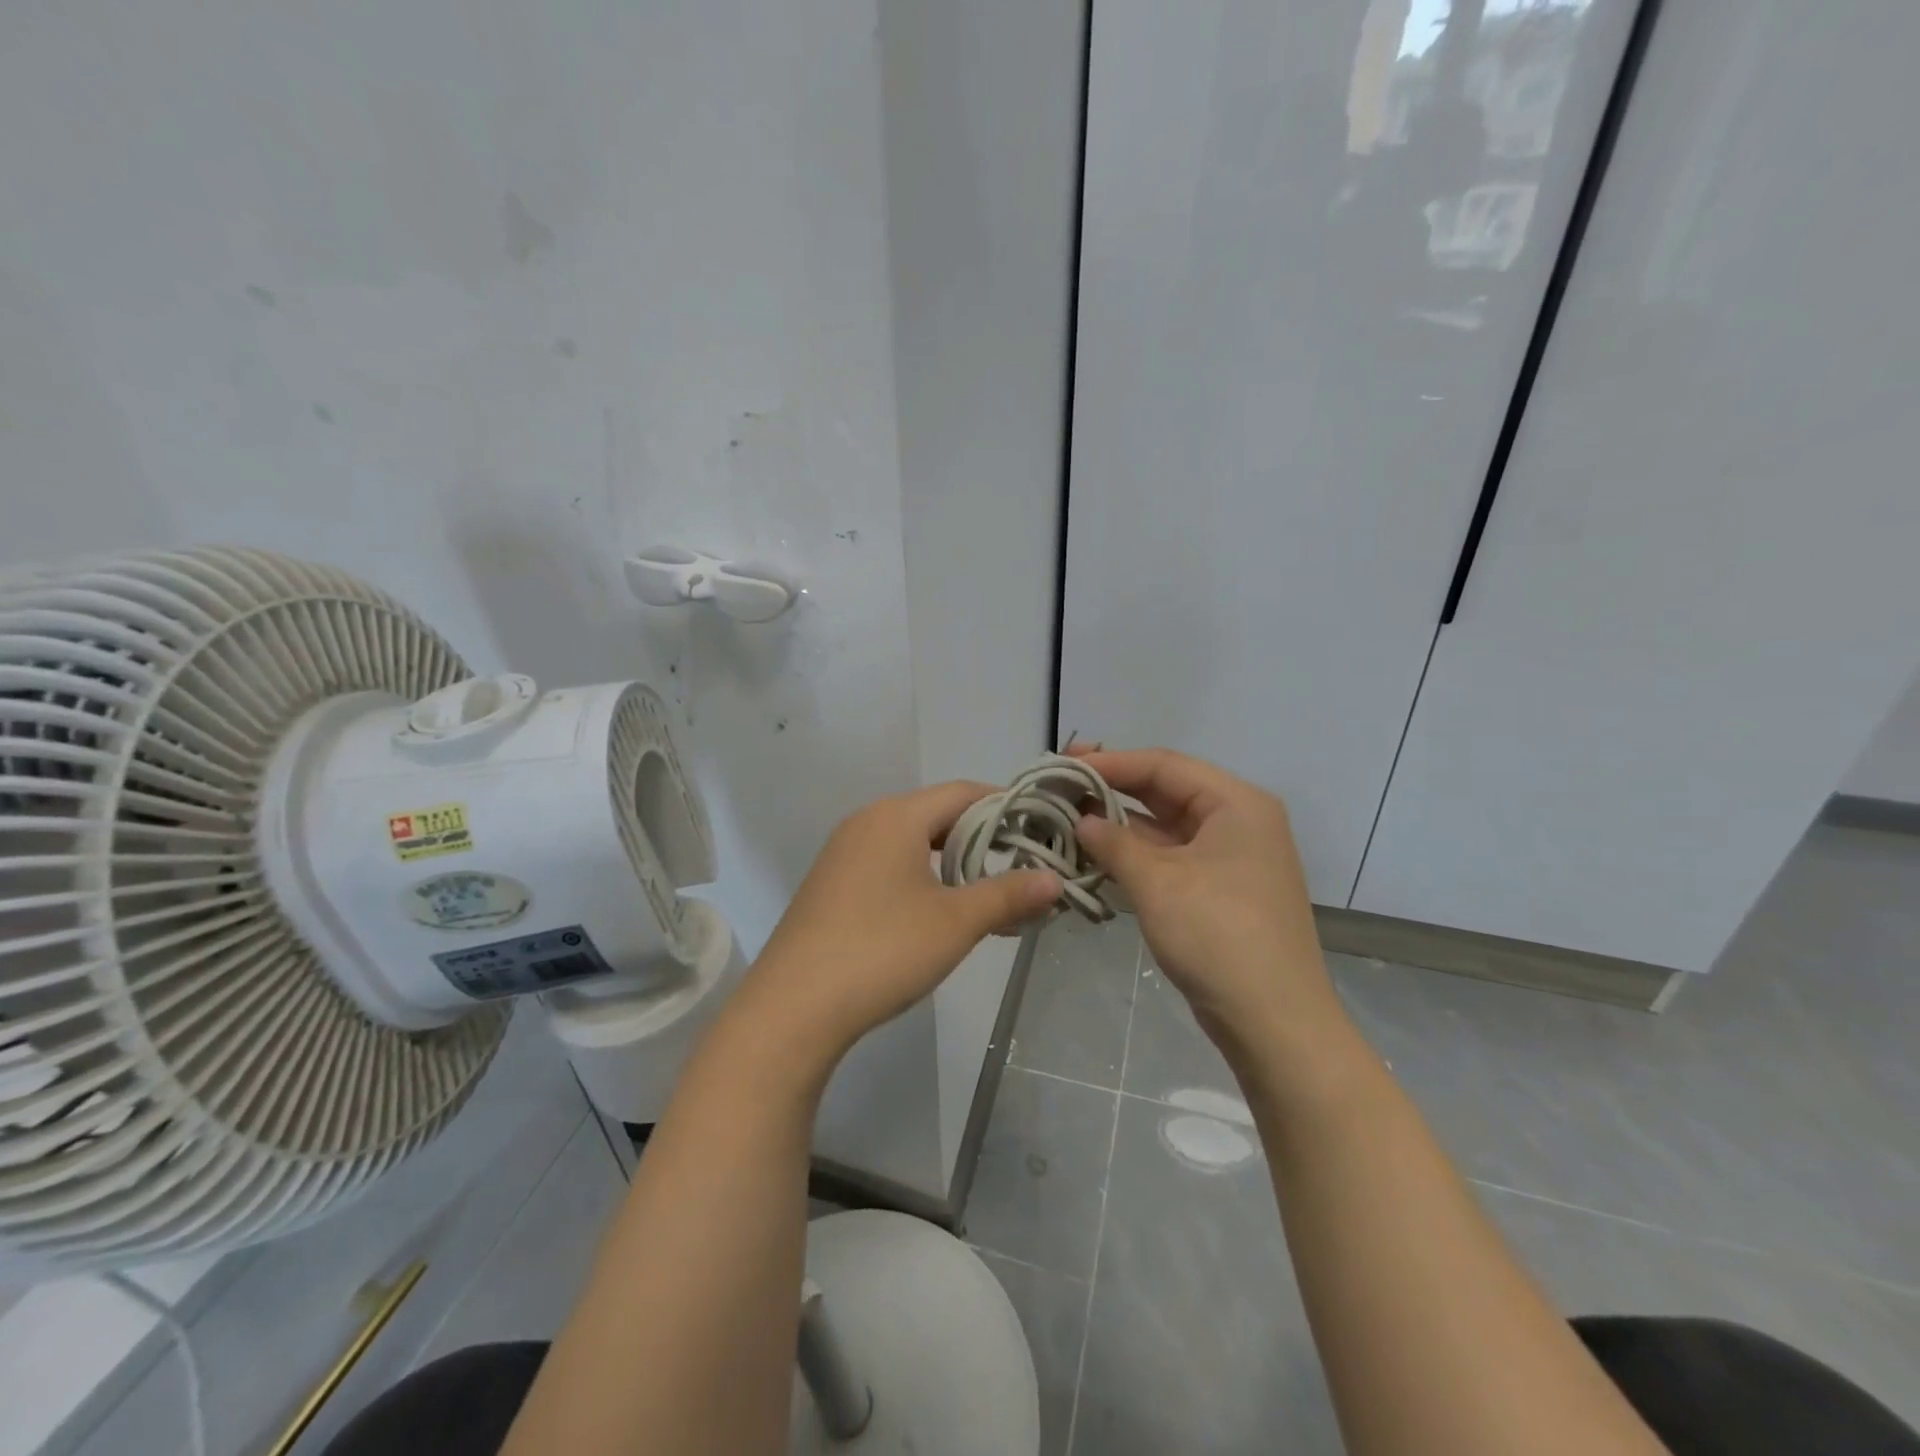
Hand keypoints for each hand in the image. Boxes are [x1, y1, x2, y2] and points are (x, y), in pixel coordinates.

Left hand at [735, 782, 1061, 1065]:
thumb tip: (1055, 881)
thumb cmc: (882, 950)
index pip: (964, 792)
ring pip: (913, 844)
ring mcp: (842, 854)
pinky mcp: (831, 886)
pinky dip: (922, 880)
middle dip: (983, 840)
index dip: (1007, 806)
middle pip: (938, 815)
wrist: (792, 1008)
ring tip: (988, 897)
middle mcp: (866, 822)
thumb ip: (1008, 895)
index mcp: (896, 816)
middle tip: (1022, 868)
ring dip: (954, 865)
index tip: (1041, 830)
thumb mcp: (956, 922)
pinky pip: (888, 866)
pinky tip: (939, 916)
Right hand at [1070, 746, 1337, 1045]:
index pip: (1164, 765)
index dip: (1110, 763)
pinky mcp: (1221, 890)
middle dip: (1113, 789)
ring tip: (1068, 819)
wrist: (1274, 1022)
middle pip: (1166, 791)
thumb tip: (1081, 820)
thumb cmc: (1218, 936)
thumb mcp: (1158, 883)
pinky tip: (1097, 855)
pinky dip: (1136, 855)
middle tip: (1061, 787)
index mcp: (1236, 804)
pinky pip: (1172, 857)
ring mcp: (1231, 858)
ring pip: (1166, 826)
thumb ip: (1114, 843)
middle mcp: (1238, 821)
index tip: (1062, 766)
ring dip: (1121, 825)